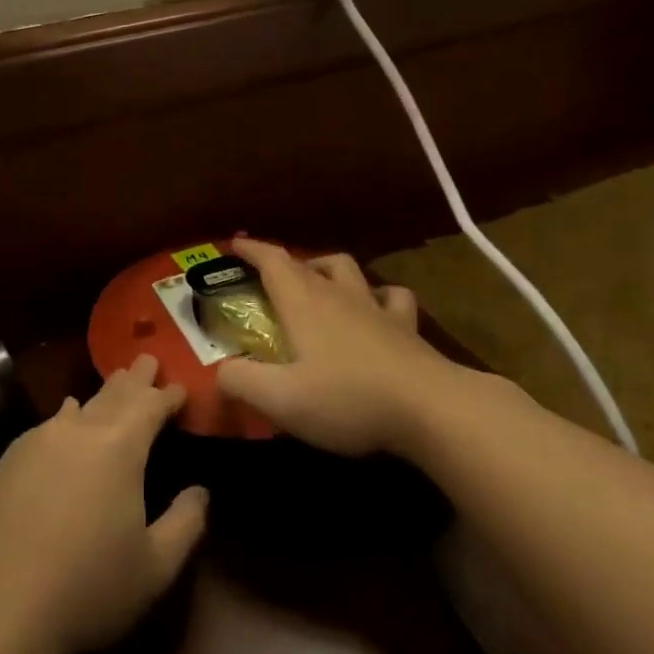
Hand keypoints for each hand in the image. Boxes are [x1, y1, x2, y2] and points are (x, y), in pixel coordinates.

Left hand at [0, 355, 207, 653]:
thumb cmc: (87, 587)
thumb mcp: (154, 568)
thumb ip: (185, 523)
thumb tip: (201, 491)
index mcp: (120, 447)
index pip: (150, 405)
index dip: (168, 395)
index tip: (181, 386)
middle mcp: (79, 430)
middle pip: (114, 393)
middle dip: (136, 378)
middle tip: (148, 360)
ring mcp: (39, 440)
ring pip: (80, 405)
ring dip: (102, 395)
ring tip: (115, 384)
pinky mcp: (9, 459)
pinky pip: (49, 424)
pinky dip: (68, 416)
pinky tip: (67, 416)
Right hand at [215, 239, 449, 456]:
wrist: (431, 408)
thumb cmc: (348, 399)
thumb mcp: (281, 399)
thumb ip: (242, 381)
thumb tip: (222, 370)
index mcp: (304, 302)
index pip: (272, 261)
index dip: (251, 250)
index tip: (234, 245)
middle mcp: (338, 294)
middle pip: (307, 263)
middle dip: (284, 263)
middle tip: (270, 277)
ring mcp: (376, 307)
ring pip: (349, 270)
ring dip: (327, 269)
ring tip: (318, 284)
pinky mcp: (407, 327)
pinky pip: (392, 296)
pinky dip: (378, 295)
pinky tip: (376, 308)